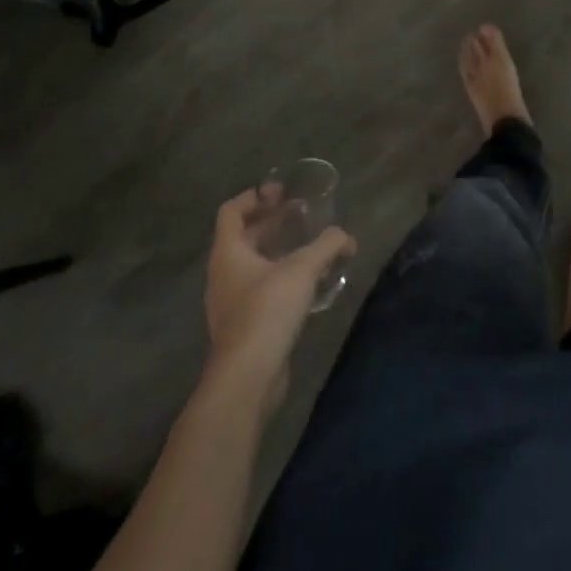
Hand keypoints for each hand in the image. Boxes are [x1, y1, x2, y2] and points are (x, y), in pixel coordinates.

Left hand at [203, 187, 355, 401]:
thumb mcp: (302, 270)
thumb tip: (346, 236)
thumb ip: (327, 246)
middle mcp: (223, 273)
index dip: (255, 196)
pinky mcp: (243, 326)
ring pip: (253, 264)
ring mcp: (230, 302)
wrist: (247, 379)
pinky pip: (260, 288)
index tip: (282, 192)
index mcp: (228, 252)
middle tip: (302, 213)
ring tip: (310, 246)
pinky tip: (308, 283)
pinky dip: (280, 277)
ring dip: (279, 249)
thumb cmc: (267, 311)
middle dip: (273, 221)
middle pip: (244, 236)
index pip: (232, 211)